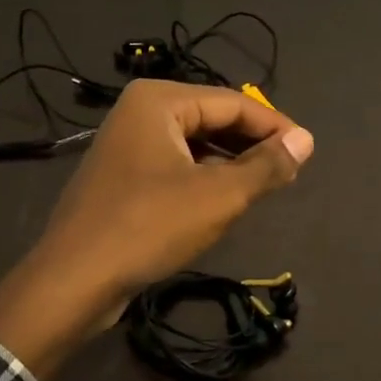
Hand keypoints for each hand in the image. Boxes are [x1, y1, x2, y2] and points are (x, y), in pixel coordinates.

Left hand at [0, 81, 313, 379]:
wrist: (74, 280)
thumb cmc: (149, 227)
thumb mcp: (219, 196)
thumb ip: (266, 166)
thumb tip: (306, 140)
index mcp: (160, 101)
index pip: (234, 103)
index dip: (275, 127)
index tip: (307, 152)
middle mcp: (140, 112)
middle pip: (213, 119)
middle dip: (252, 144)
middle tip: (289, 171)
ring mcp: (126, 144)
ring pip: (195, 144)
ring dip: (230, 163)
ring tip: (263, 187)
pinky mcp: (122, 177)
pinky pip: (175, 165)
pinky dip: (203, 178)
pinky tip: (222, 201)